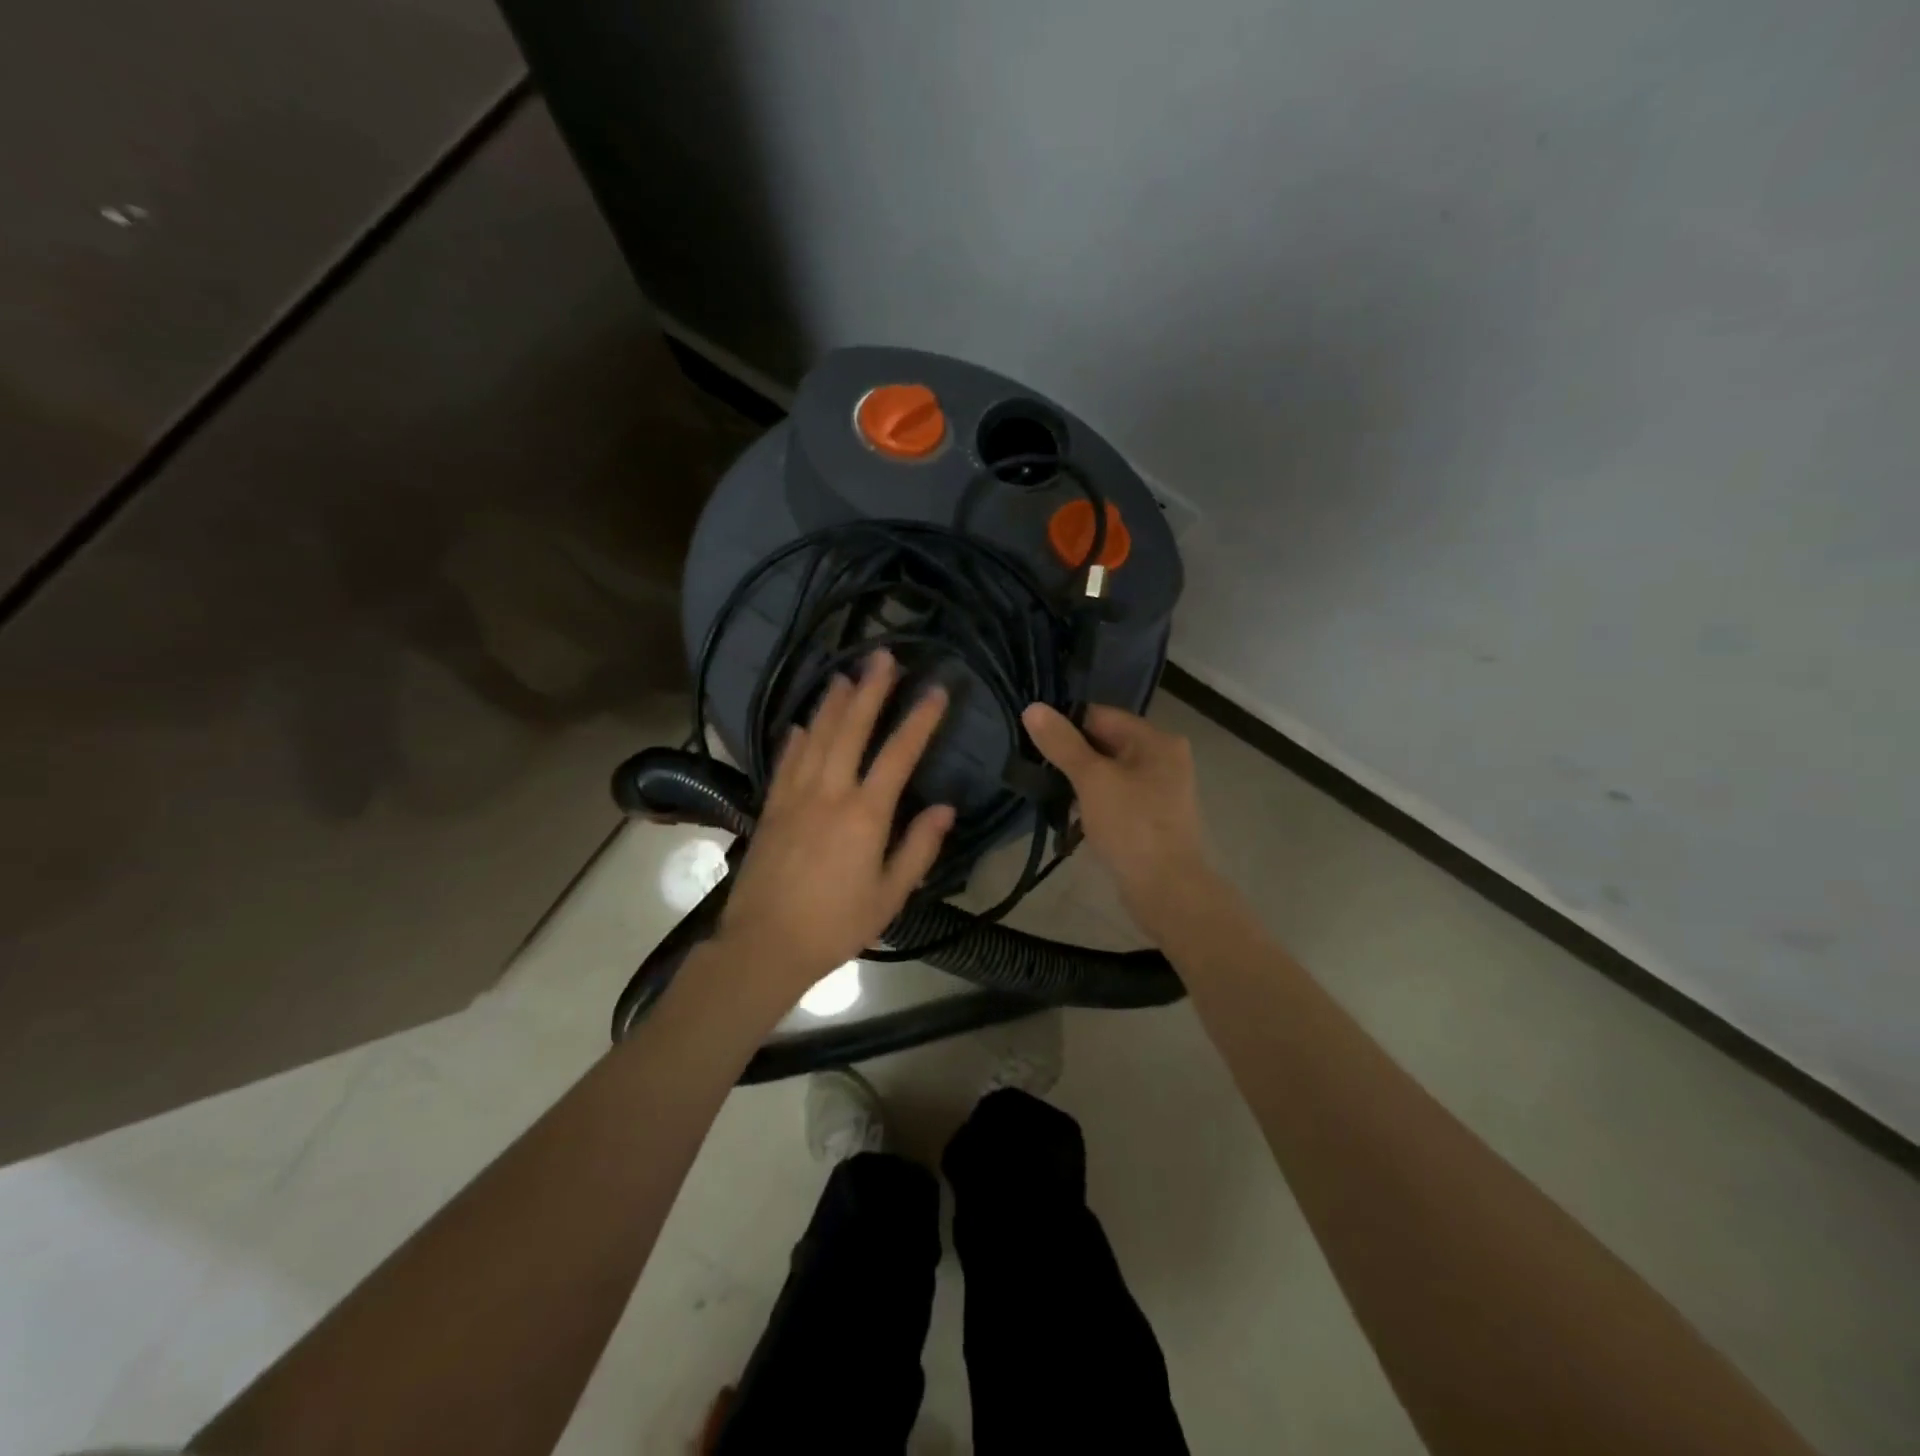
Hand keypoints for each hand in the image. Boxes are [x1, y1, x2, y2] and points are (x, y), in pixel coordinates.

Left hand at [718, 651, 954, 994]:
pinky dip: (797, 738)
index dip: (920, 719)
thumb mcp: (890, 895)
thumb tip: (945, 808)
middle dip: (871, 690)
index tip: (937, 690)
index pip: (899, 754)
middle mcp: (829, 793)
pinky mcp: (772, 807)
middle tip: (883, 655)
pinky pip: (786, 762)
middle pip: (852, 729)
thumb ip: (919, 848)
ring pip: (816, 736)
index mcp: (865, 814)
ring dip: (833, 703)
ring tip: (846, 673)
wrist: (765, 944)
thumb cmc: (836, 924)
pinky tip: (803, 722)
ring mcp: (795, 796)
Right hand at [1022, 702, 1216, 942]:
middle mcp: (1164, 758)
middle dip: (1071, 756)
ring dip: (1080, 781)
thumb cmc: (1131, 826)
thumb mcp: (1092, 779)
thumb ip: (1062, 743)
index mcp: (1156, 740)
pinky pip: (1115, 797)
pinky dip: (1093, 802)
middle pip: (1105, 743)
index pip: (1101, 715)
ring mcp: (1160, 789)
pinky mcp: (1151, 817)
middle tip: (1036, 767)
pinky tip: (1070, 816)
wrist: (1167, 889)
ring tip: (1048, 791)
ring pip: (1108, 772)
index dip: (1066, 725)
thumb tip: (1033, 708)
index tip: (1034, 741)